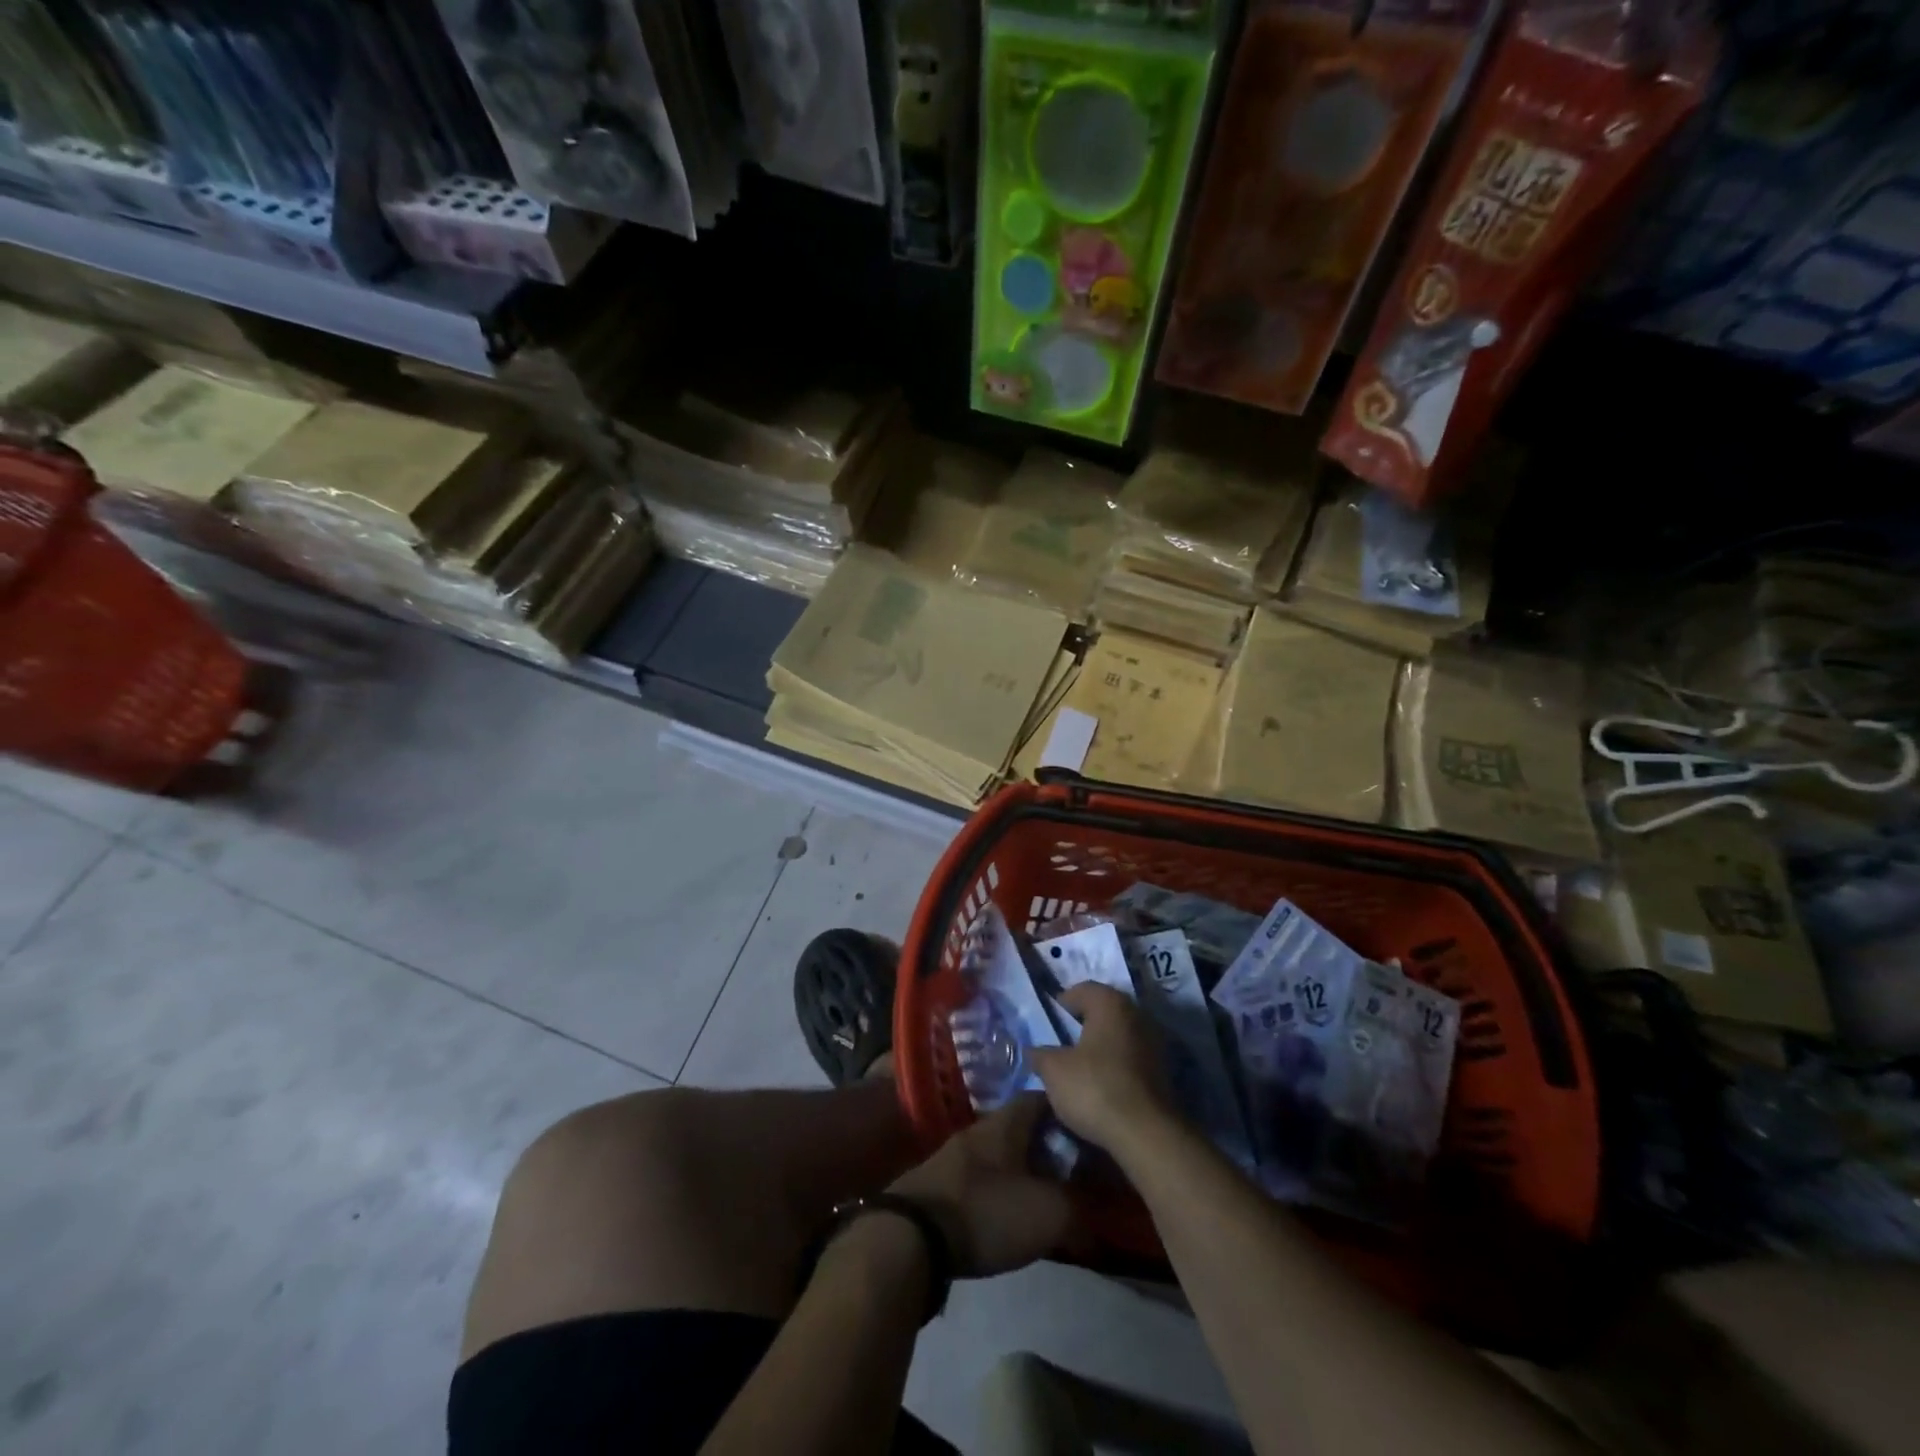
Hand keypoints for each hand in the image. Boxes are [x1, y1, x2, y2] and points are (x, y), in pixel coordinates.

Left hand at [889, 1095, 1072, 1276]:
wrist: (912, 1236)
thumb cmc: (986, 1211)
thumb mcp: (1047, 1213)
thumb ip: (1080, 1206)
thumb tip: (1102, 1207)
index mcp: (1005, 1123)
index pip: (1041, 1099)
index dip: (1067, 1112)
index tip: (1089, 1130)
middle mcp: (979, 1129)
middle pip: (1021, 1127)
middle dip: (1048, 1144)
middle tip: (1075, 1168)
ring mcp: (955, 1156)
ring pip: (1000, 1153)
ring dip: (1023, 1168)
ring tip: (1047, 1192)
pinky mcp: (941, 1185)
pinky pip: (982, 1177)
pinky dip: (1001, 1188)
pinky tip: (1011, 1212)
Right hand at [1028, 984, 1172, 1155]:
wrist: (1146, 1133)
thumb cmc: (1095, 1088)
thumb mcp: (1054, 1070)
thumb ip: (1040, 1054)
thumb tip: (1034, 1051)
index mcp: (1110, 1003)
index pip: (1082, 990)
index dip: (1062, 1002)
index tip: (1049, 1021)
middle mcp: (1136, 1014)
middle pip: (1103, 1011)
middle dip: (1083, 1024)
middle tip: (1062, 1042)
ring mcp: (1154, 1042)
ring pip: (1119, 1035)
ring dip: (1101, 1045)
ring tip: (1080, 1066)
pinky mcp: (1163, 1071)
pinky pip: (1131, 1057)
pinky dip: (1116, 1064)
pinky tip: (1101, 1083)